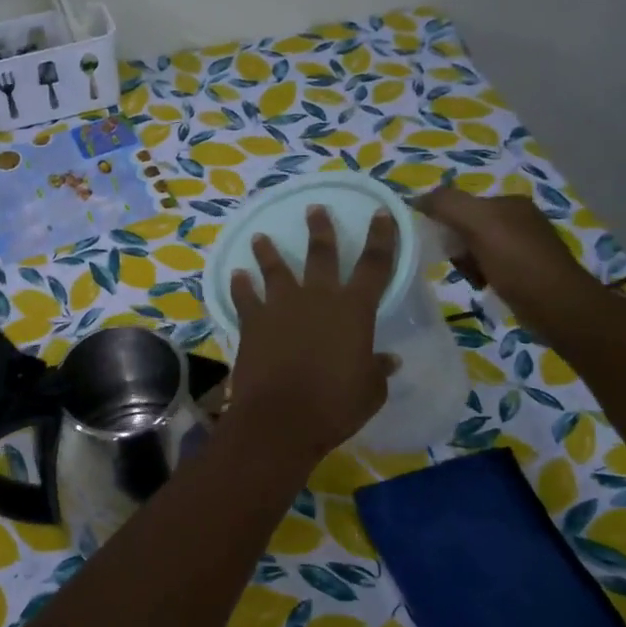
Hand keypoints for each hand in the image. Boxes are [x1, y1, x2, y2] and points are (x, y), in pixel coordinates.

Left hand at [225, 207, 399, 462]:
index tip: (381, 212)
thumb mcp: (370, 390)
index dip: (381, 237)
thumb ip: (378, 369)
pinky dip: (240, 285)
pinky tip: (236, 274)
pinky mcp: (252, 322)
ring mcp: (280, 306)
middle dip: (320, 229)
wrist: (280, 417)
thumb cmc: (335, 405)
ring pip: (275, 268)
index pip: (375, 264)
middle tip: (314, 209)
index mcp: (354, 309)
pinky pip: (245, 296)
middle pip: (320, 254)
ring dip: (268, 251)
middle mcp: (317, 298)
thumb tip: (389, 360)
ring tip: (261, 236)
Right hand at [414, 184, 603, 334]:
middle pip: (467, 226)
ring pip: (476, 248)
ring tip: (472, 278)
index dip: (444, 222)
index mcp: (509, 202)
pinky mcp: (527, 269)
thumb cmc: (517, 262)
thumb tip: (417, 199)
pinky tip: (483, 285)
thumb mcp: (478, 224)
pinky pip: (490, 265)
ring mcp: (525, 244)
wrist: (557, 305)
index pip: (462, 204)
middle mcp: (519, 218)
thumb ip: (447, 204)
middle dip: (456, 246)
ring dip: (466, 263)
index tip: (438, 244)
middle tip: (458, 264)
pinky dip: (481, 275)